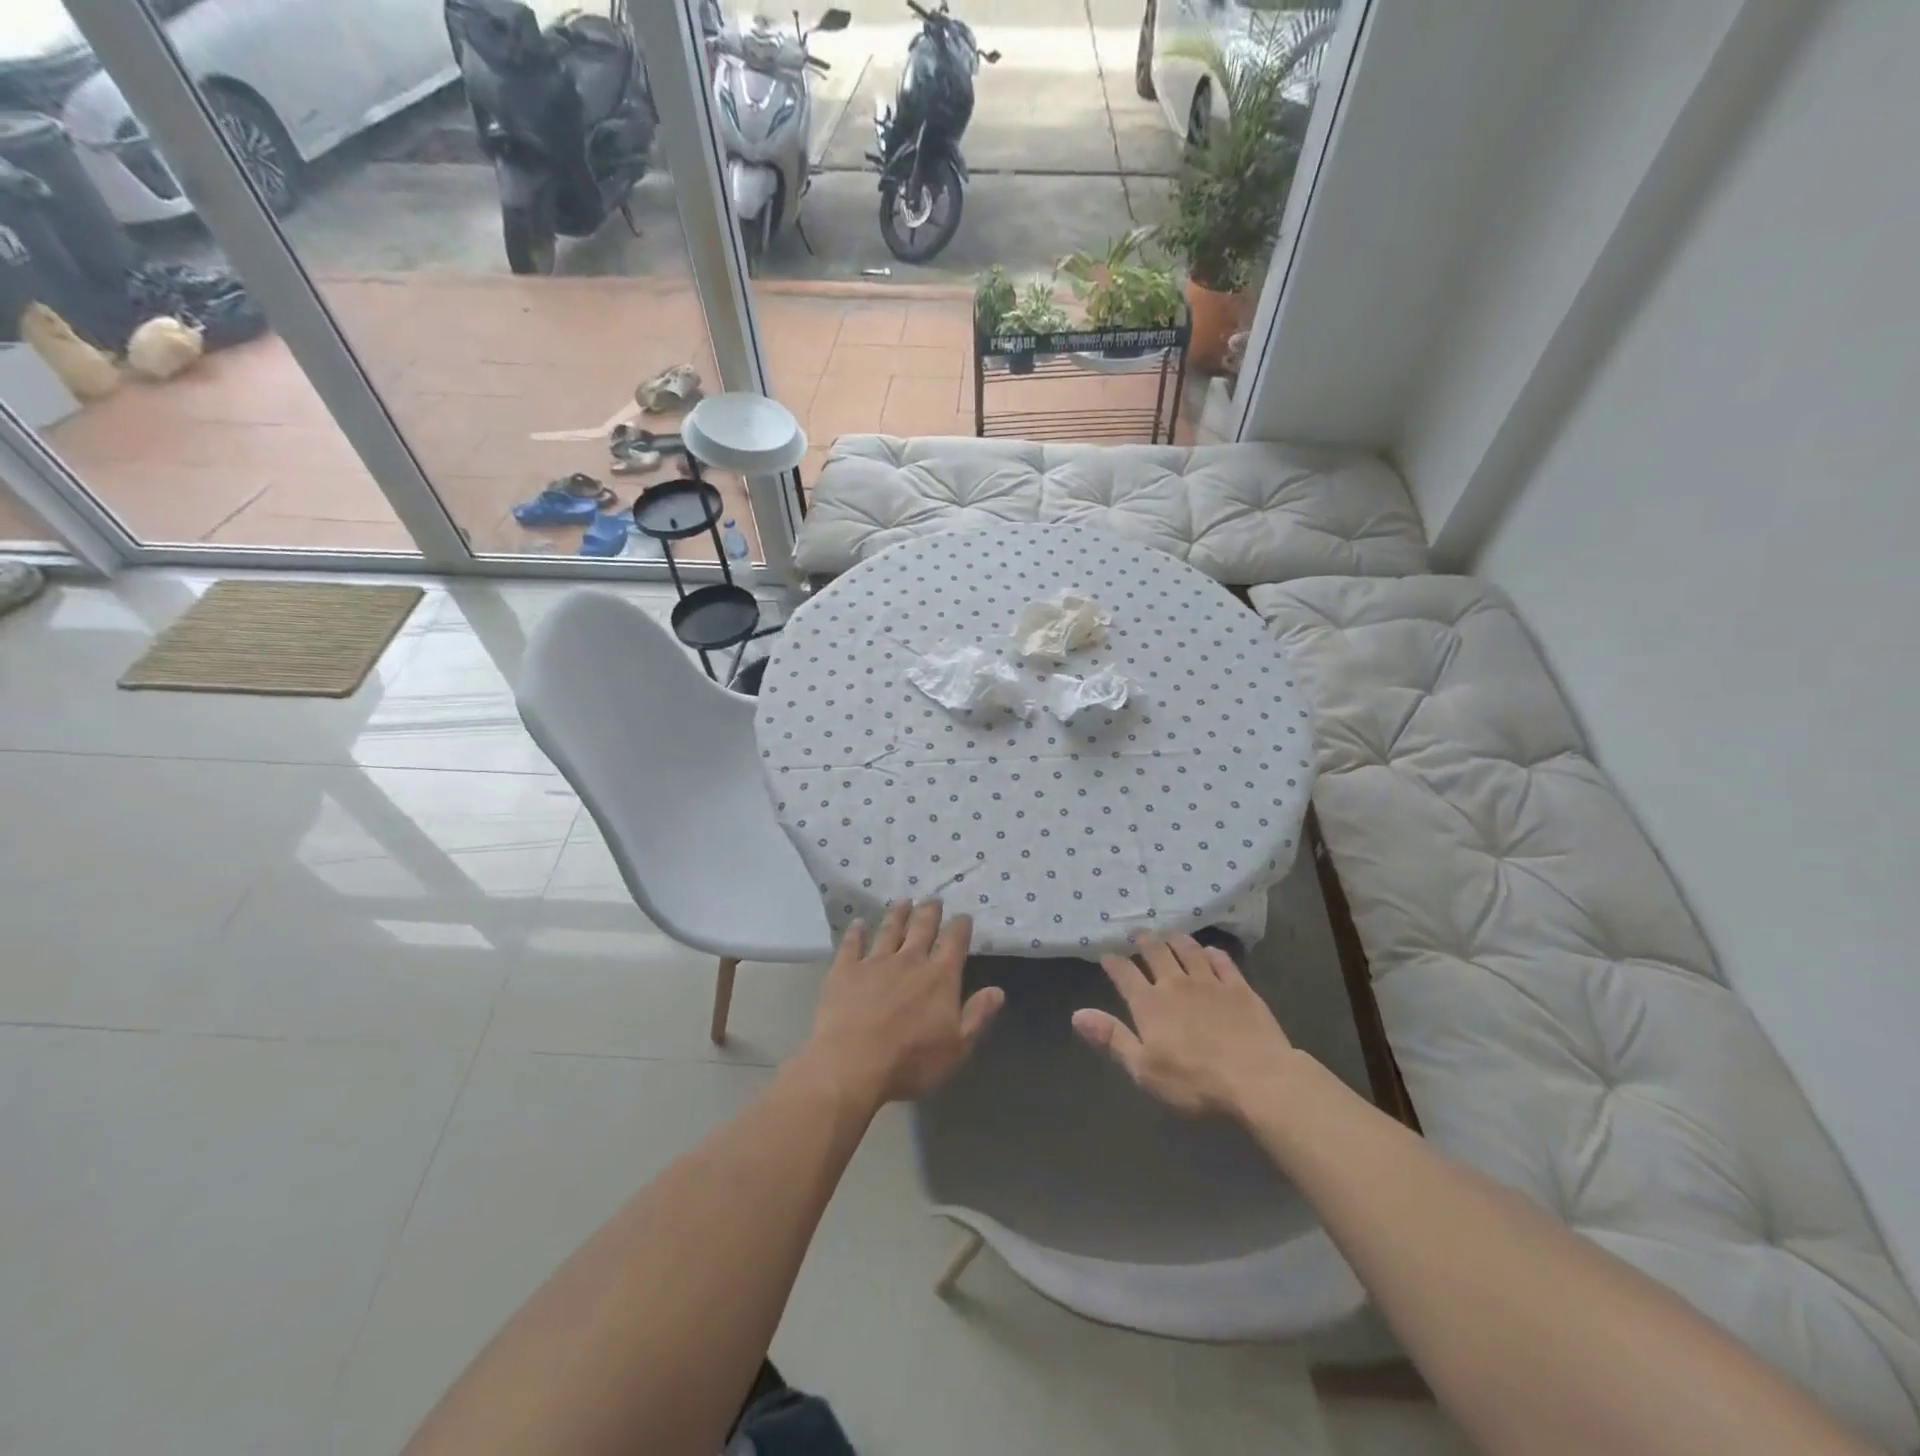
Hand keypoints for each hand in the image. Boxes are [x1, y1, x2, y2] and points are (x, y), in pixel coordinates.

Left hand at [801, 900, 1003, 1108]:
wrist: (852, 1064)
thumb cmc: (910, 1061)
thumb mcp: (957, 1047)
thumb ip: (978, 1015)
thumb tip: (998, 990)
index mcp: (939, 977)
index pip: (954, 942)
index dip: (960, 926)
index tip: (963, 915)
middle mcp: (909, 960)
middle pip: (922, 928)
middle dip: (929, 911)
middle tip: (933, 898)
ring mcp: (875, 962)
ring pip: (889, 930)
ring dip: (897, 914)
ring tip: (903, 901)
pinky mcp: (845, 971)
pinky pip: (852, 945)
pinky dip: (856, 932)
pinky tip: (858, 923)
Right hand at [1073, 933, 1298, 1117]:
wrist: (1257, 1079)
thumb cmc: (1195, 1081)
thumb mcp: (1144, 1069)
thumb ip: (1112, 1038)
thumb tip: (1077, 1014)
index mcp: (1149, 1003)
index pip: (1125, 974)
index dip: (1113, 963)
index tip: (1106, 955)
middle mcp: (1176, 984)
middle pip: (1156, 953)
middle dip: (1143, 941)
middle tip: (1137, 933)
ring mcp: (1210, 983)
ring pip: (1188, 951)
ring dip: (1175, 939)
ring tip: (1169, 933)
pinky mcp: (1240, 988)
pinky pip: (1222, 962)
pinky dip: (1212, 953)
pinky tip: (1210, 951)